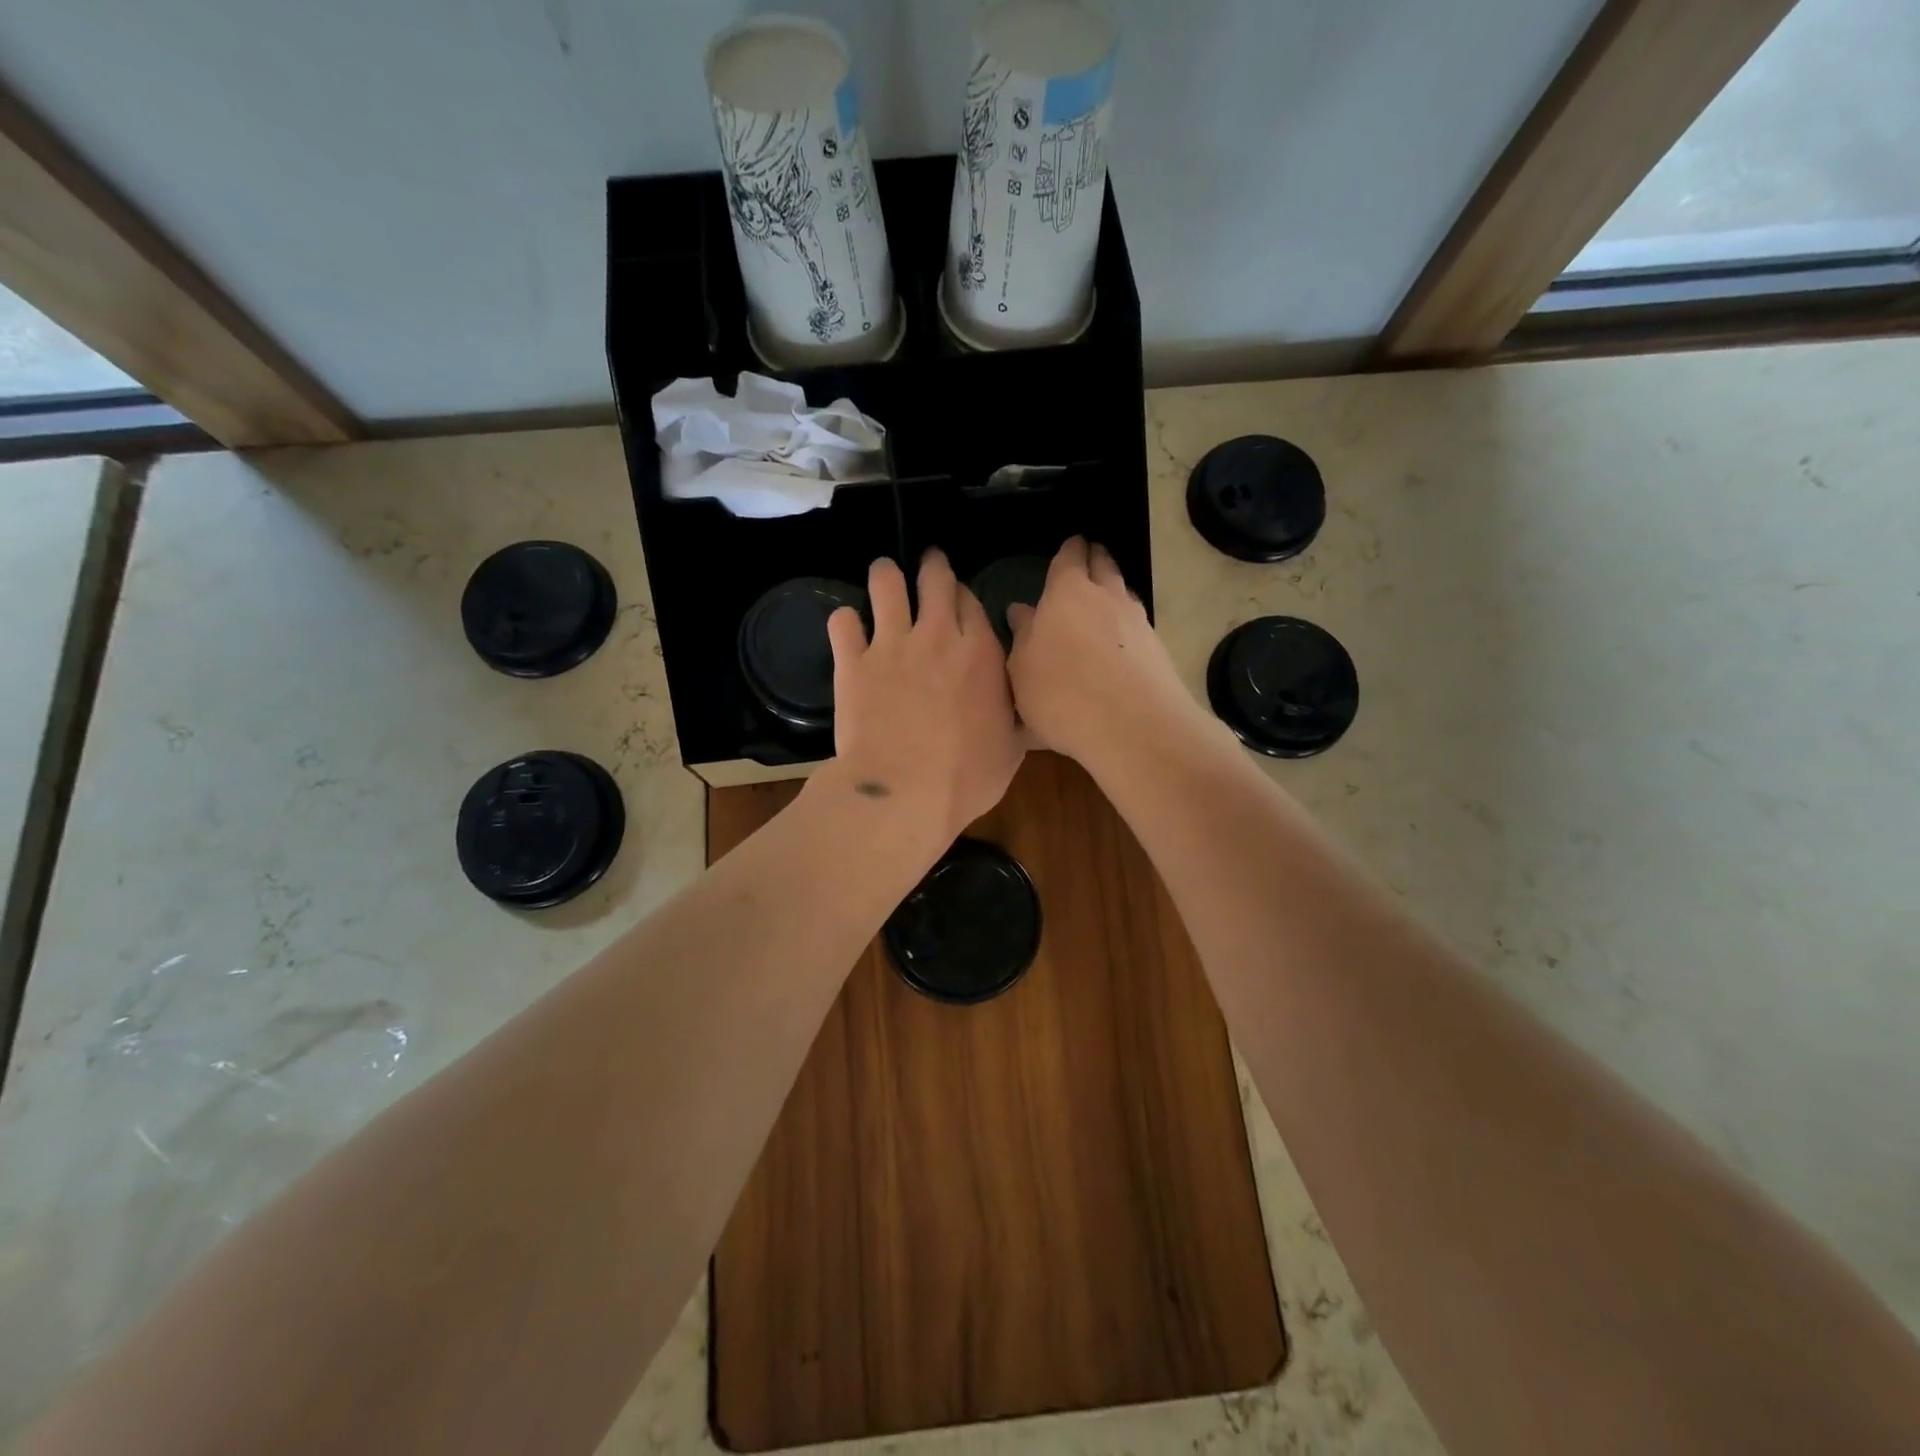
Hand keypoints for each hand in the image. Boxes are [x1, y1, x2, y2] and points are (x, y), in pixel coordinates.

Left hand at [823, 550, 1024, 842]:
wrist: (903, 792)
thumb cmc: (966, 778)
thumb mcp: (1011, 749)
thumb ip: (1014, 715)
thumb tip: (1023, 706)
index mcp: (981, 653)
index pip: (972, 603)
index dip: (965, 597)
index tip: (960, 601)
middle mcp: (937, 636)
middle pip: (935, 580)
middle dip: (932, 566)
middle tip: (929, 564)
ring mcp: (892, 645)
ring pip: (886, 585)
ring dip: (886, 576)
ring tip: (884, 574)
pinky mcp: (853, 662)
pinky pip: (843, 623)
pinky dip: (845, 622)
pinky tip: (847, 627)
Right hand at [1006, 538, 1208, 772]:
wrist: (1133, 726)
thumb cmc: (1061, 694)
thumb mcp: (1023, 670)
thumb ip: (1023, 637)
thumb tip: (1022, 611)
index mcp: (1066, 594)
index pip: (1069, 559)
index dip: (1069, 551)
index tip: (1071, 544)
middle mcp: (1106, 597)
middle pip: (1104, 566)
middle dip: (1096, 559)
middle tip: (1090, 558)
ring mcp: (1137, 622)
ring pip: (1124, 593)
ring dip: (1114, 590)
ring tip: (1105, 597)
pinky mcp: (1158, 650)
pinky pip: (1137, 625)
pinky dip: (1126, 625)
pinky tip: (1120, 640)